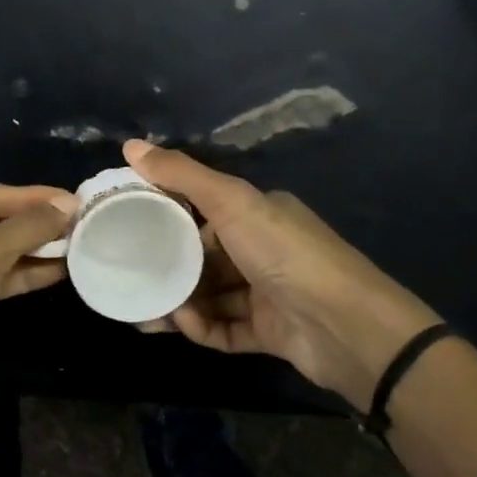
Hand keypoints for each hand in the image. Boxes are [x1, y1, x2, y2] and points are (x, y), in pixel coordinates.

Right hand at [123, 140, 439, 411]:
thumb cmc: (284, 253)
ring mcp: (268, 293)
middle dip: (169, 267)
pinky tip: (182, 326)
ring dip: (181, 303)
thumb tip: (130, 144)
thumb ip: (181, 175)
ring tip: (145, 312)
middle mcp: (264, 250)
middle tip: (130, 276)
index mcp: (260, 214)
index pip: (206, 212)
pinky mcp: (270, 332)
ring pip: (212, 296)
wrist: (346, 326)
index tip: (131, 225)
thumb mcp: (231, 202)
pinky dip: (203, 328)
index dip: (169, 218)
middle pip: (205, 257)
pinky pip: (226, 329)